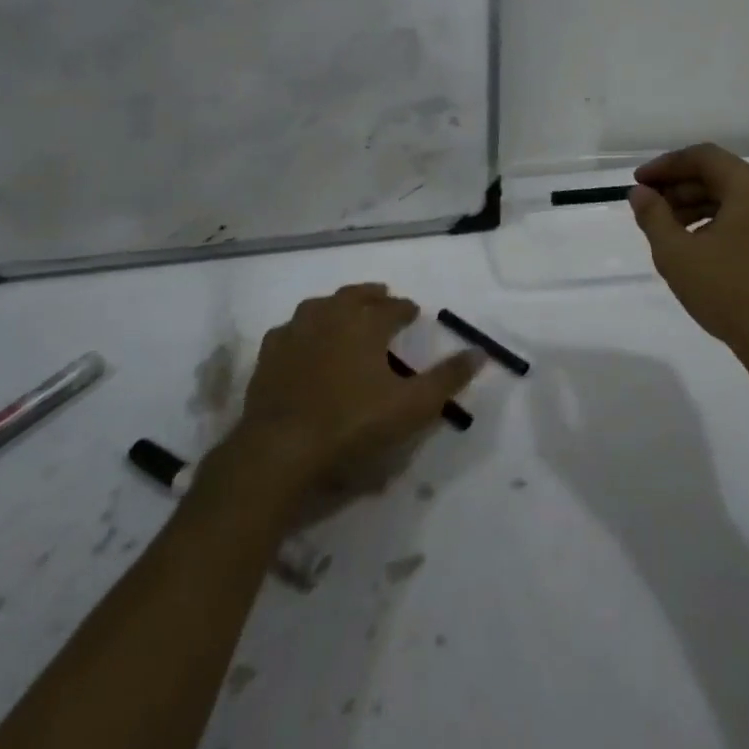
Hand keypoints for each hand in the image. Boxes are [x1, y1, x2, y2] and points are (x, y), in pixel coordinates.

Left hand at [233, 284, 481, 488]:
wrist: (279, 452)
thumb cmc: (352, 426)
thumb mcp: (411, 407)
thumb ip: (447, 378)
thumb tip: (480, 352)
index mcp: (365, 324)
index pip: (392, 307)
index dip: (405, 309)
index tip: (413, 313)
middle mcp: (330, 318)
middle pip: (354, 296)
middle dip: (372, 296)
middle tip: (383, 299)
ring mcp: (294, 334)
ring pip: (320, 306)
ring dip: (337, 305)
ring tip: (347, 313)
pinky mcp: (268, 356)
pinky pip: (290, 329)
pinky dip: (304, 328)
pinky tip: (305, 340)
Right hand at [629, 145, 748, 400]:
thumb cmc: (729, 292)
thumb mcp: (677, 254)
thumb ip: (653, 216)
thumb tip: (640, 192)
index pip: (704, 156)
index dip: (666, 165)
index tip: (639, 183)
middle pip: (721, 175)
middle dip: (680, 187)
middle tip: (648, 207)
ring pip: (735, 198)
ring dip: (698, 205)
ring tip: (667, 229)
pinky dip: (719, 222)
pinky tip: (698, 246)